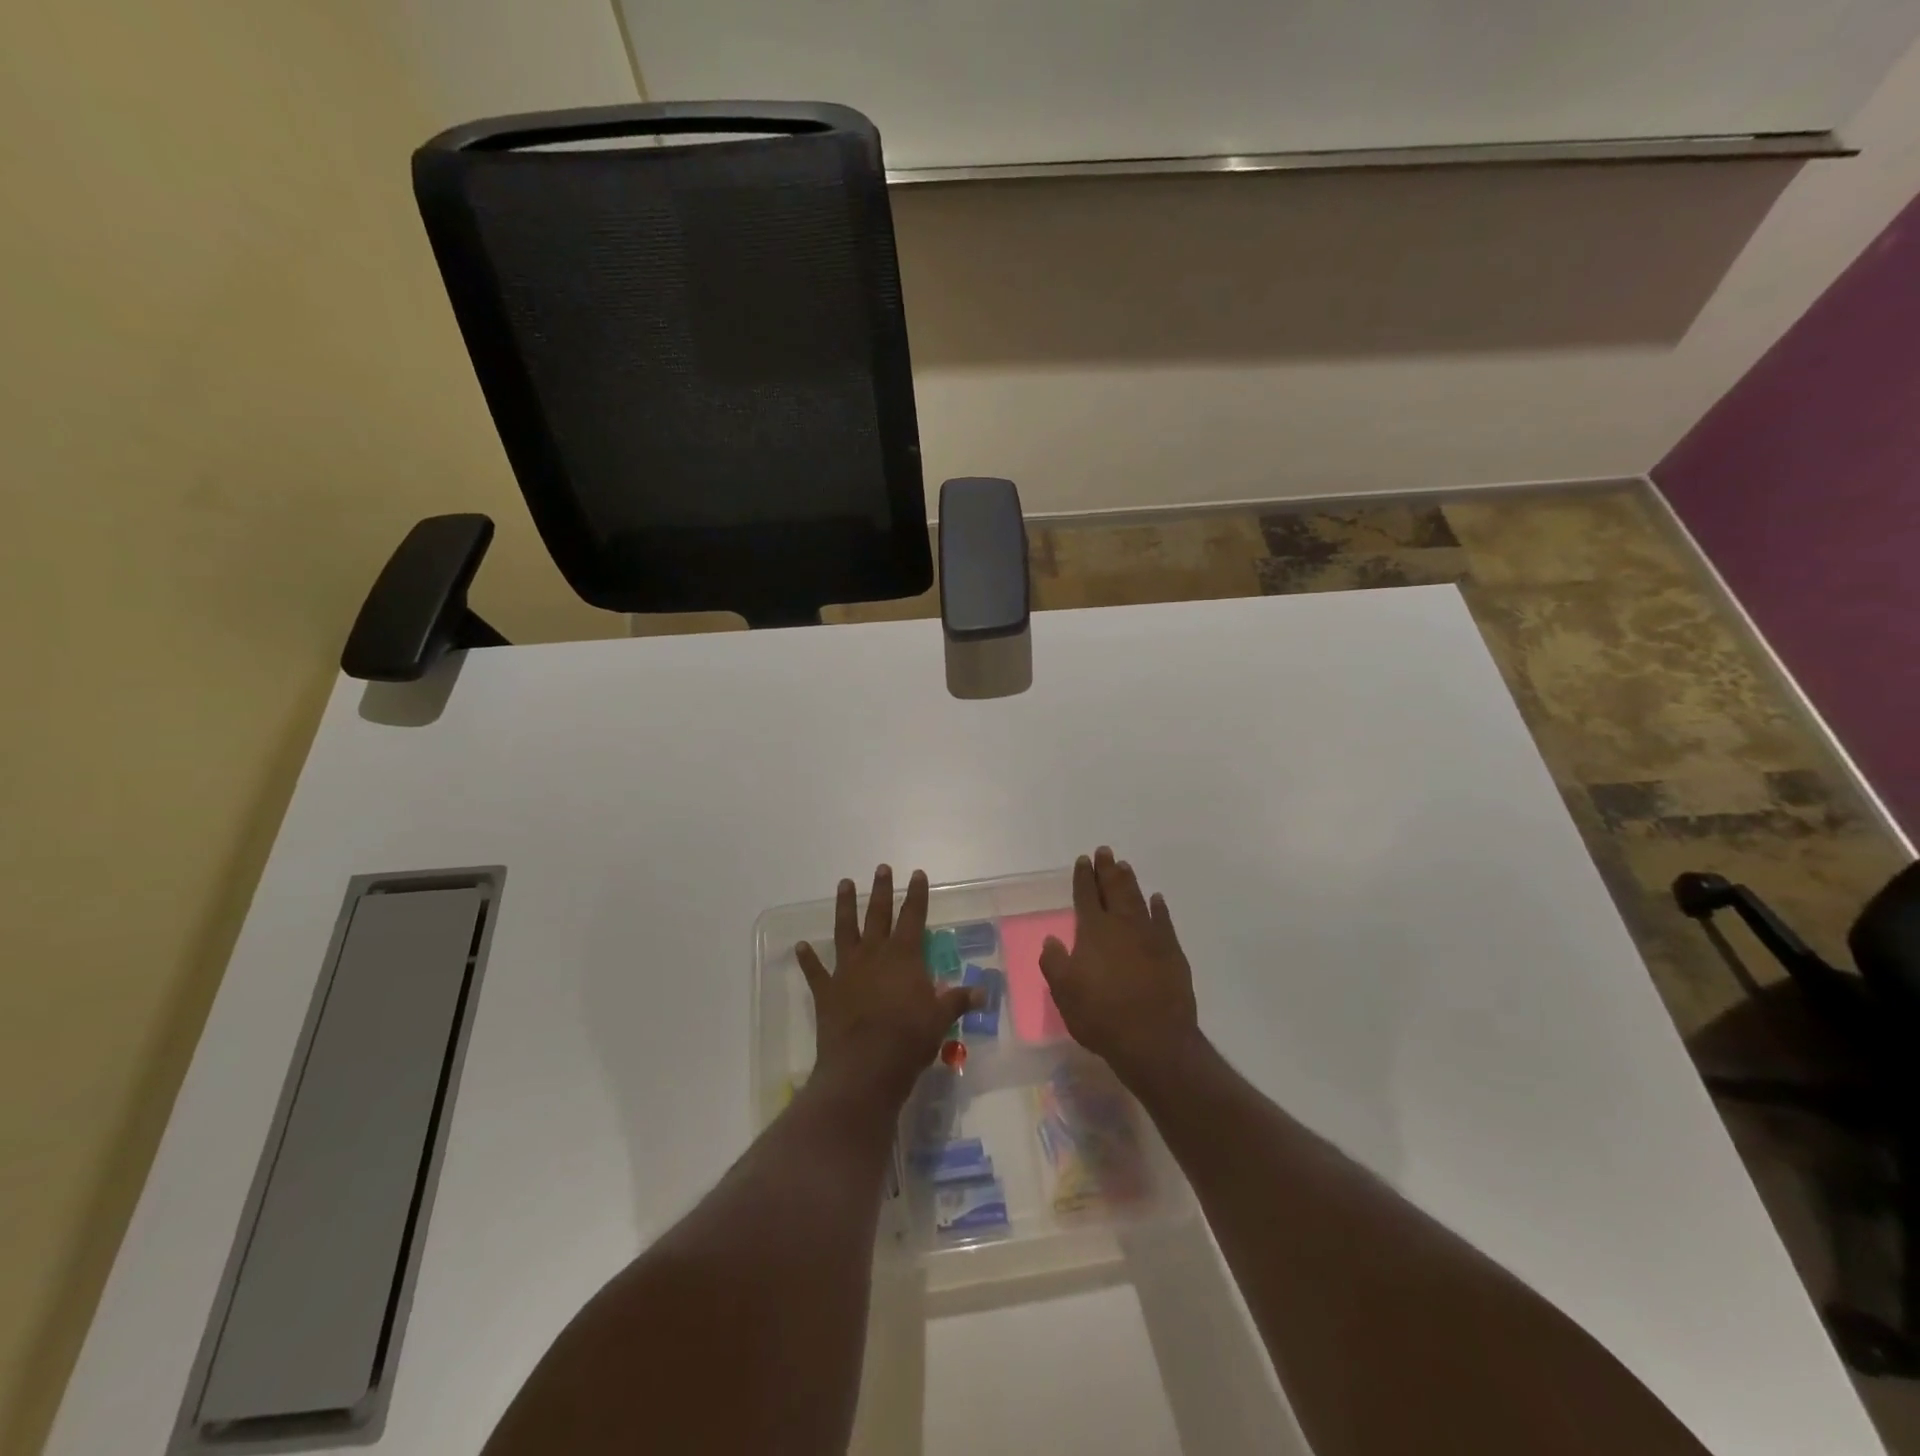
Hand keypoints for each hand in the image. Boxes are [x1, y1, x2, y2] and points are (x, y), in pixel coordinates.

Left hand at [797, 866, 979, 1106]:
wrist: (864, 1066)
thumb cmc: (909, 1039)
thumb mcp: (941, 1019)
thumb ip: (958, 1001)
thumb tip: (984, 993)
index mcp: (904, 956)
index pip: (914, 917)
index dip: (917, 895)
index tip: (917, 873)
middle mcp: (874, 954)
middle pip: (878, 914)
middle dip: (882, 890)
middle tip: (881, 868)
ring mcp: (847, 970)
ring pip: (845, 930)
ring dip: (844, 907)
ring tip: (844, 884)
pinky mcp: (827, 991)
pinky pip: (815, 971)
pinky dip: (808, 959)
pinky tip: (801, 946)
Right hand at [1040, 847, 1200, 1086]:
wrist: (1154, 1041)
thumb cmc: (1101, 1017)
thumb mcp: (1064, 993)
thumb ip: (1055, 963)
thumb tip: (1052, 939)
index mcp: (1093, 931)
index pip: (1086, 896)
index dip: (1083, 877)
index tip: (1083, 860)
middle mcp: (1122, 925)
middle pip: (1113, 889)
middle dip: (1107, 870)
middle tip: (1105, 852)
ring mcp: (1151, 937)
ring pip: (1138, 899)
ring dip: (1130, 882)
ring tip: (1124, 866)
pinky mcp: (1172, 952)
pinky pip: (1164, 921)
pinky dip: (1159, 908)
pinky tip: (1157, 900)